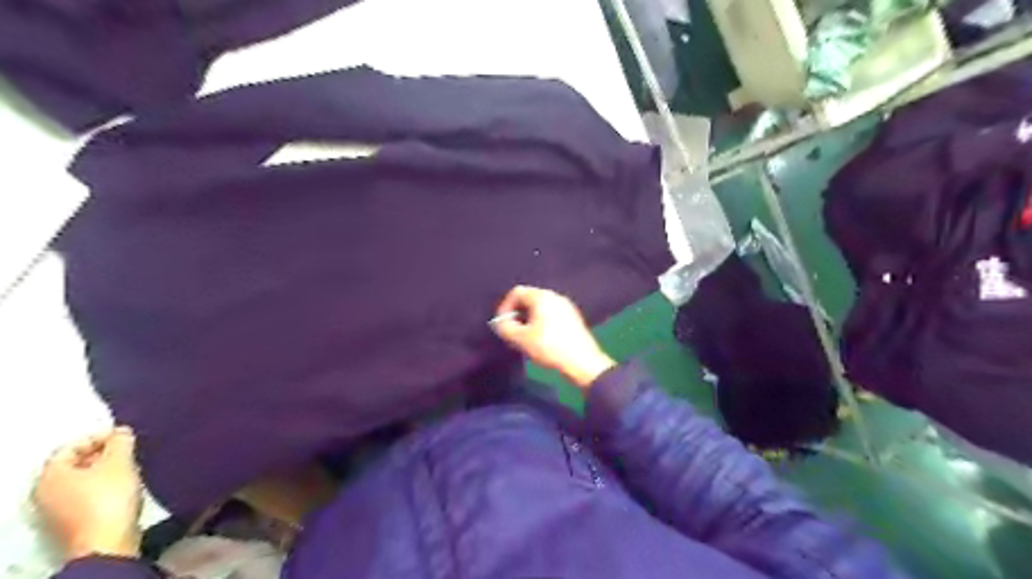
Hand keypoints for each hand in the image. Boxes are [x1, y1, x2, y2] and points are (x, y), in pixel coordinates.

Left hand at [35, 425, 141, 560]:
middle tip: (129, 448)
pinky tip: (126, 483)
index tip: (125, 434)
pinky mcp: (74, 521)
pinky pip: (88, 494)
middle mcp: (47, 492)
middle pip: (75, 463)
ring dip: (106, 469)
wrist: (108, 541)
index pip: (70, 446)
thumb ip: (121, 442)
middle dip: (103, 453)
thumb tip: (121, 433)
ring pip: (83, 479)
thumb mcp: (120, 462)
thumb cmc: (109, 497)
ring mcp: (58, 509)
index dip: (99, 436)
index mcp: (51, 476)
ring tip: (131, 464)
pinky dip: (106, 484)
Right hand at [489, 284, 610, 387]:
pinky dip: (542, 323)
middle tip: (513, 332)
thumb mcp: (521, 339)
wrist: (583, 363)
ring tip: (526, 338)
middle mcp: (555, 297)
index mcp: (542, 297)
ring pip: (540, 308)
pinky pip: (551, 315)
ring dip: (529, 320)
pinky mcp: (573, 319)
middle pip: (529, 299)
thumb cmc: (549, 347)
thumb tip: (501, 322)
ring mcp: (567, 307)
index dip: (505, 307)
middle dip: (517, 314)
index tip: (503, 324)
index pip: (517, 292)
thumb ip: (505, 327)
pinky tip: (542, 341)